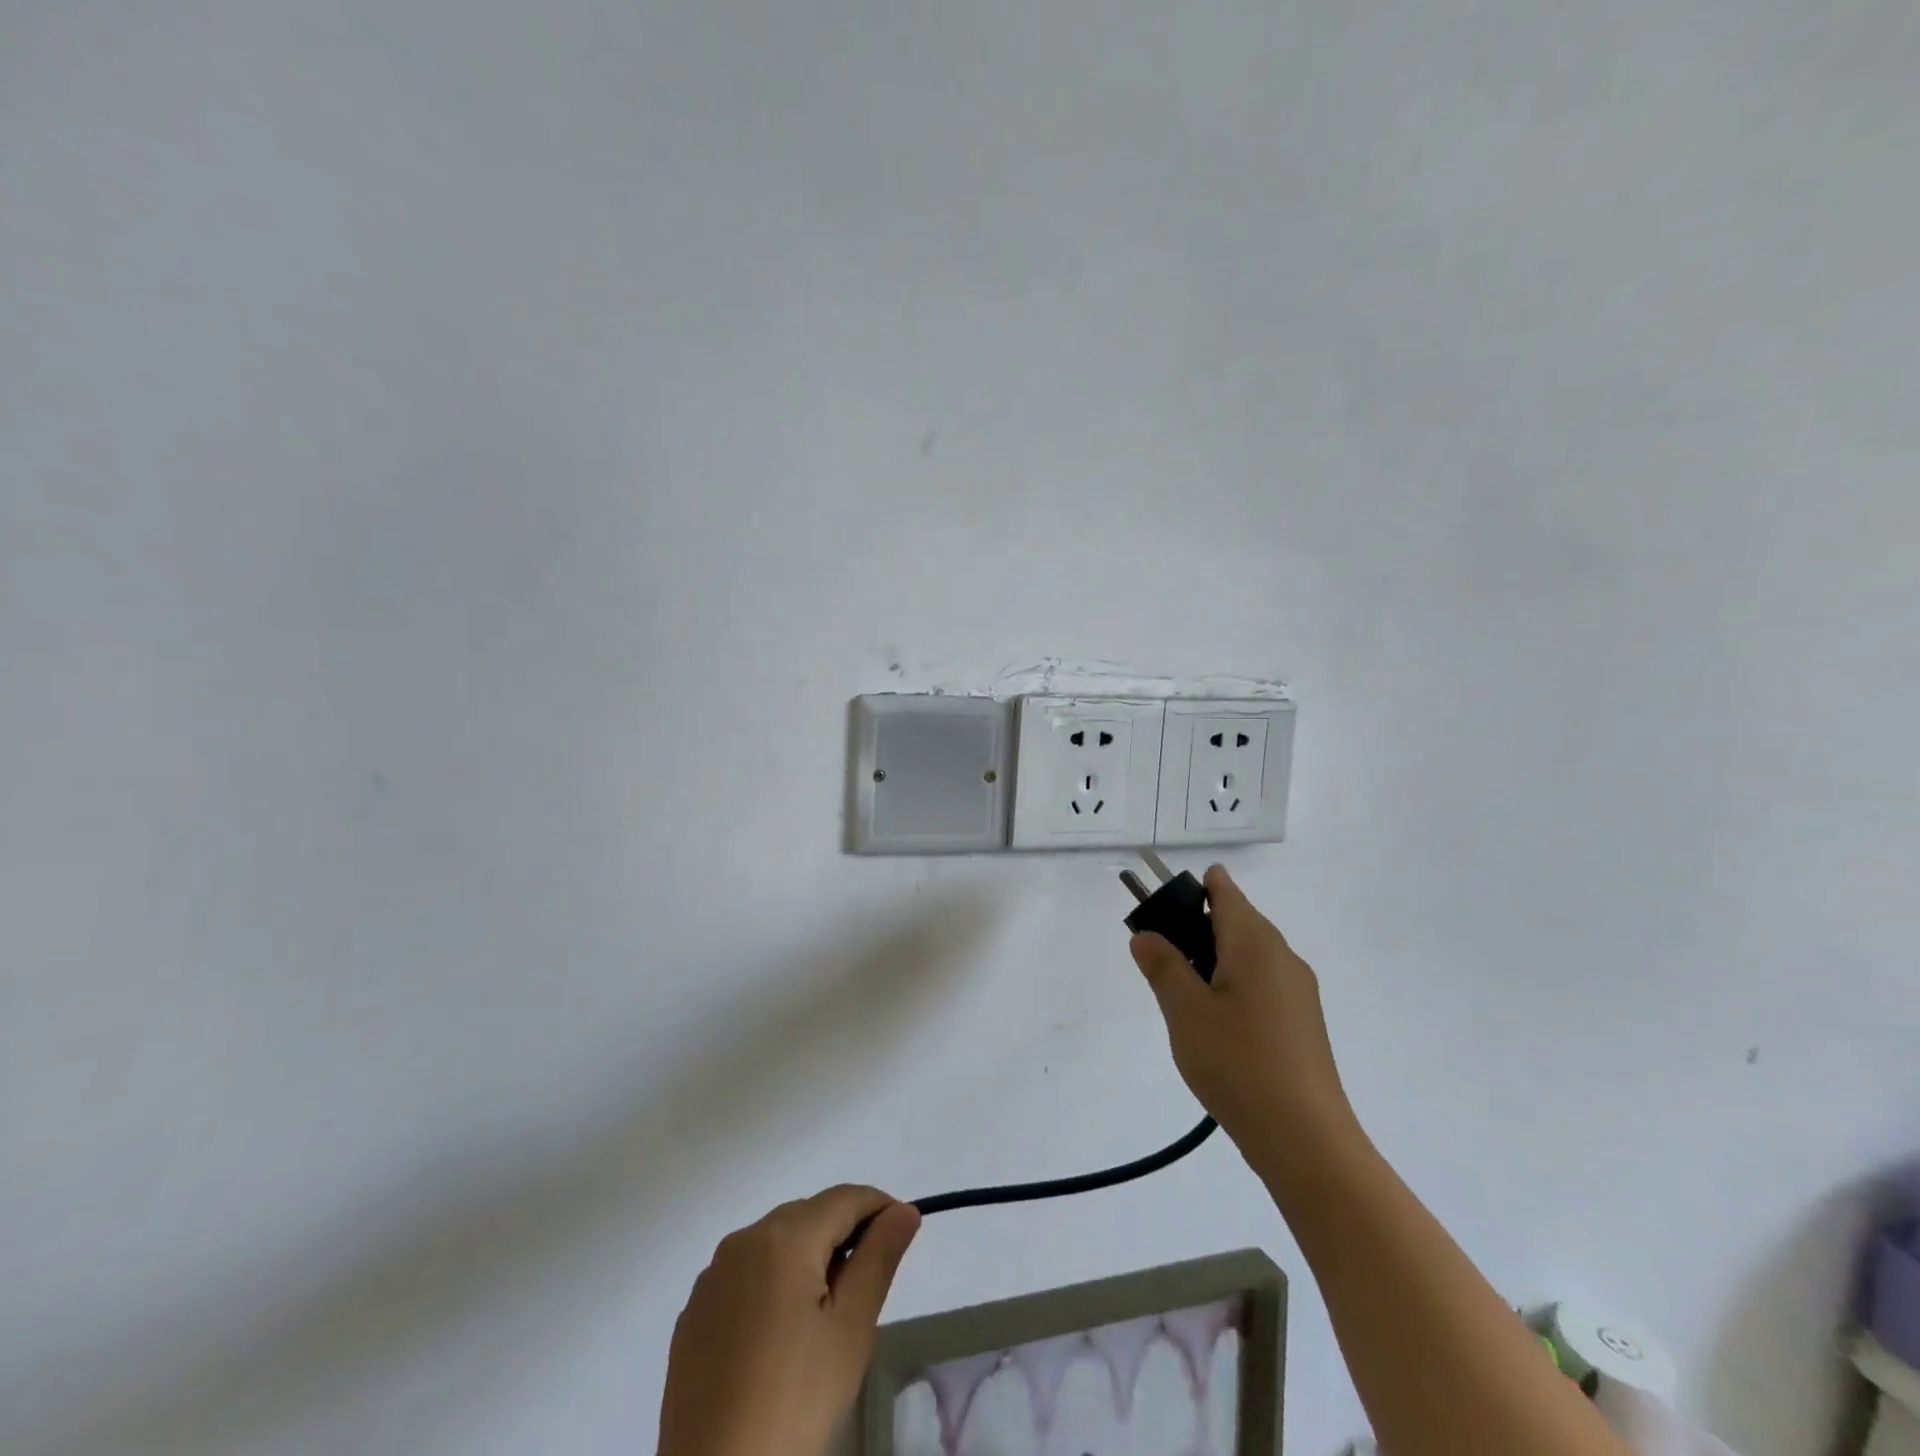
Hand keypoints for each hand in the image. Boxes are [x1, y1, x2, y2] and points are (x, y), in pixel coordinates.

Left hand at [658, 1186, 920, 1455]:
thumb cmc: (794, 1403)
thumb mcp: (850, 1331)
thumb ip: (879, 1258)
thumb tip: (904, 1211)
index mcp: (783, 1238)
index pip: (844, 1198)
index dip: (879, 1207)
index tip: (903, 1232)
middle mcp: (742, 1241)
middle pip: (808, 1215)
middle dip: (843, 1234)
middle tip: (866, 1286)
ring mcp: (712, 1277)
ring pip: (775, 1241)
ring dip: (808, 1256)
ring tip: (826, 1313)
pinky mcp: (693, 1313)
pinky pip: (745, 1274)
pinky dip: (773, 1282)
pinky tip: (780, 1335)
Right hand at [1129, 866, 1356, 1167]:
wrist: (1305, 1138)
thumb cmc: (1237, 1063)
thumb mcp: (1185, 1011)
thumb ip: (1162, 966)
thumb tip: (1146, 935)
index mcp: (1255, 943)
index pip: (1225, 892)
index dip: (1194, 887)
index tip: (1163, 900)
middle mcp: (1283, 957)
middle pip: (1238, 921)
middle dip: (1198, 925)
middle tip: (1160, 951)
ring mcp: (1299, 991)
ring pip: (1251, 954)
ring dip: (1215, 957)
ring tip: (1182, 989)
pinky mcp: (1303, 1022)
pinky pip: (1263, 982)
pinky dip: (1235, 983)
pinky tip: (1216, 1020)